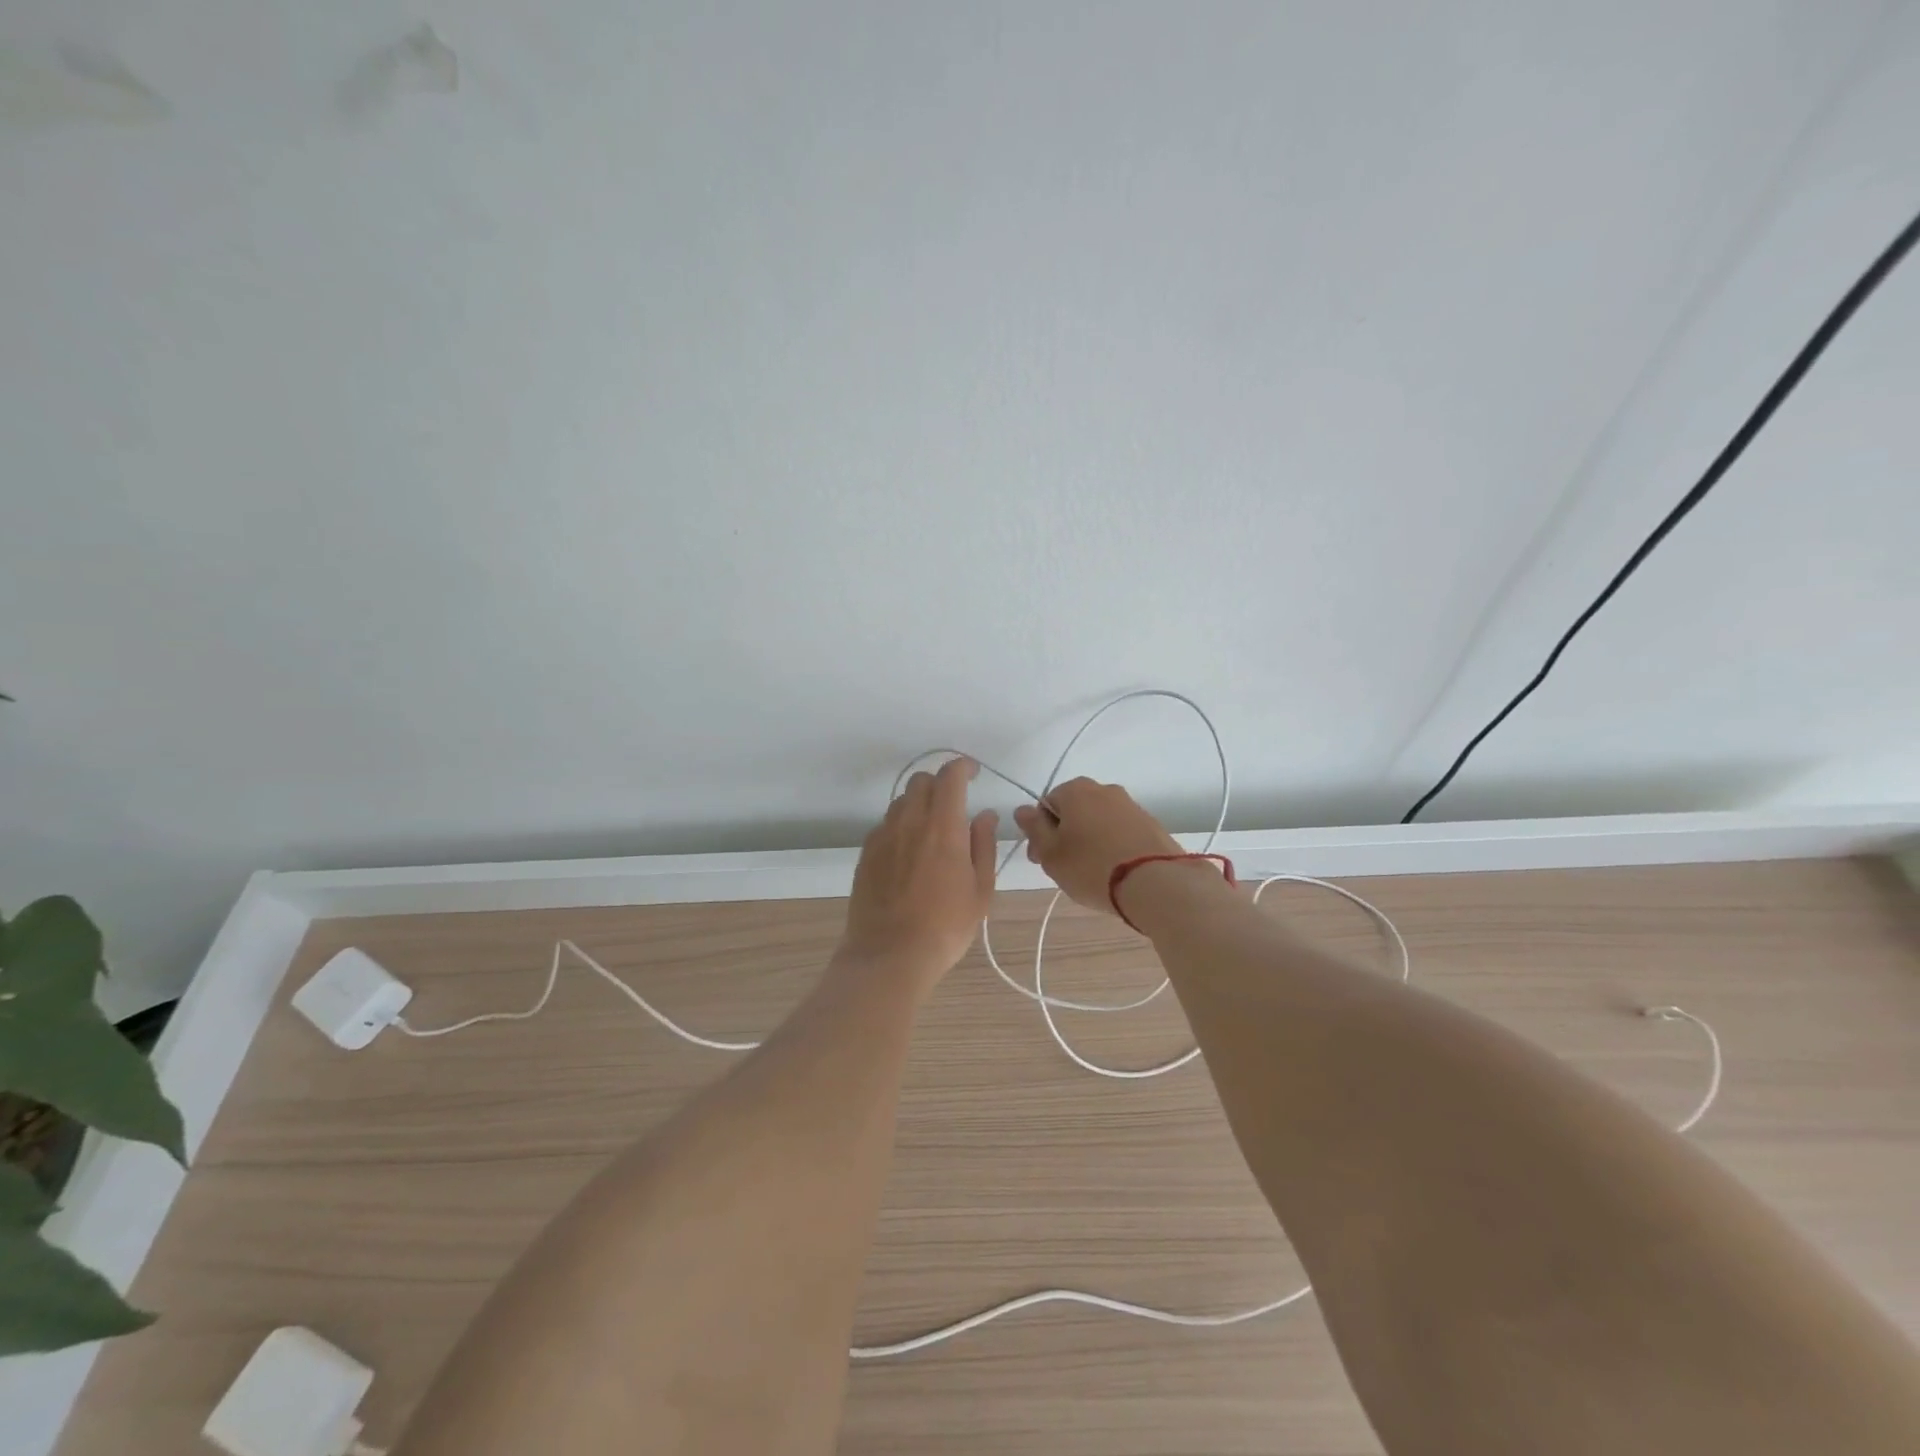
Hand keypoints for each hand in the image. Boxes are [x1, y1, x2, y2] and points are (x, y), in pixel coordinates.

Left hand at [842, 757, 998, 987]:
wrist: (889, 954)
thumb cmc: (946, 926)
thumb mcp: (981, 890)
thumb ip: (983, 845)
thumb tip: (984, 815)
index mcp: (943, 826)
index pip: (950, 776)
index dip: (962, 767)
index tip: (973, 773)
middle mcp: (910, 821)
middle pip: (921, 781)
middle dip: (940, 784)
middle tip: (954, 804)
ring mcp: (883, 836)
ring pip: (901, 801)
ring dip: (919, 804)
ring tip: (932, 832)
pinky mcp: (866, 853)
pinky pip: (885, 825)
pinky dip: (900, 826)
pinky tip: (908, 854)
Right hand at [1012, 777, 1182, 913]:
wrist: (1155, 882)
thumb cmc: (1092, 867)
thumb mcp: (1051, 854)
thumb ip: (1034, 829)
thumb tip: (1022, 809)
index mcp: (1076, 790)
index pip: (1046, 804)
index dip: (1039, 833)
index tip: (1041, 859)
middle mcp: (1104, 789)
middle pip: (1074, 811)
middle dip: (1064, 836)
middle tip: (1063, 868)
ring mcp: (1131, 806)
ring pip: (1098, 821)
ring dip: (1089, 841)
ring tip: (1090, 873)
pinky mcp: (1151, 824)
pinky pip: (1121, 832)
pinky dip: (1112, 846)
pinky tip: (1114, 871)